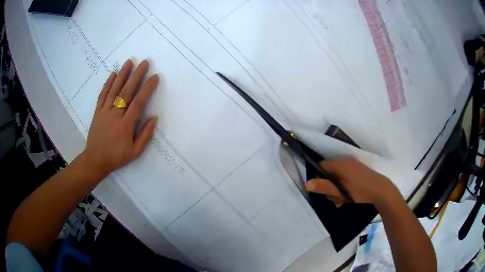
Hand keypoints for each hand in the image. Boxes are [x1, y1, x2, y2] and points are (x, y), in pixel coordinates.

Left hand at [81, 59, 158, 176]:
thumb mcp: (135, 152)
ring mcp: (105, 111)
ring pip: (114, 90)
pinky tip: (113, 74)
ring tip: (129, 62)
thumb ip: (145, 135)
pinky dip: (108, 83)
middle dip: (136, 76)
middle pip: (126, 92)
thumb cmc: (117, 157)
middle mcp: (115, 115)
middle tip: (144, 63)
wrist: (95, 160)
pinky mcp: (98, 111)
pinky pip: (103, 95)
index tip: (155, 77)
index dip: (147, 89)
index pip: (138, 103)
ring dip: (122, 75)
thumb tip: (154, 118)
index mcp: (126, 125)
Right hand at [305, 157, 399, 206]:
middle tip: (333, 198)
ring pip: (337, 178)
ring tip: (341, 201)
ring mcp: (353, 166)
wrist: (382, 191)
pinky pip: (345, 178)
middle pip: (329, 173)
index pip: (321, 165)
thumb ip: (324, 187)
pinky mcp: (357, 172)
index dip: (317, 176)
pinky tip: (346, 198)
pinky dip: (343, 188)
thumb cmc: (360, 191)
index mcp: (341, 164)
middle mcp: (346, 162)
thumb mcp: (341, 191)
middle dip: (328, 187)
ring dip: (336, 190)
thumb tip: (306, 183)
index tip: (319, 189)